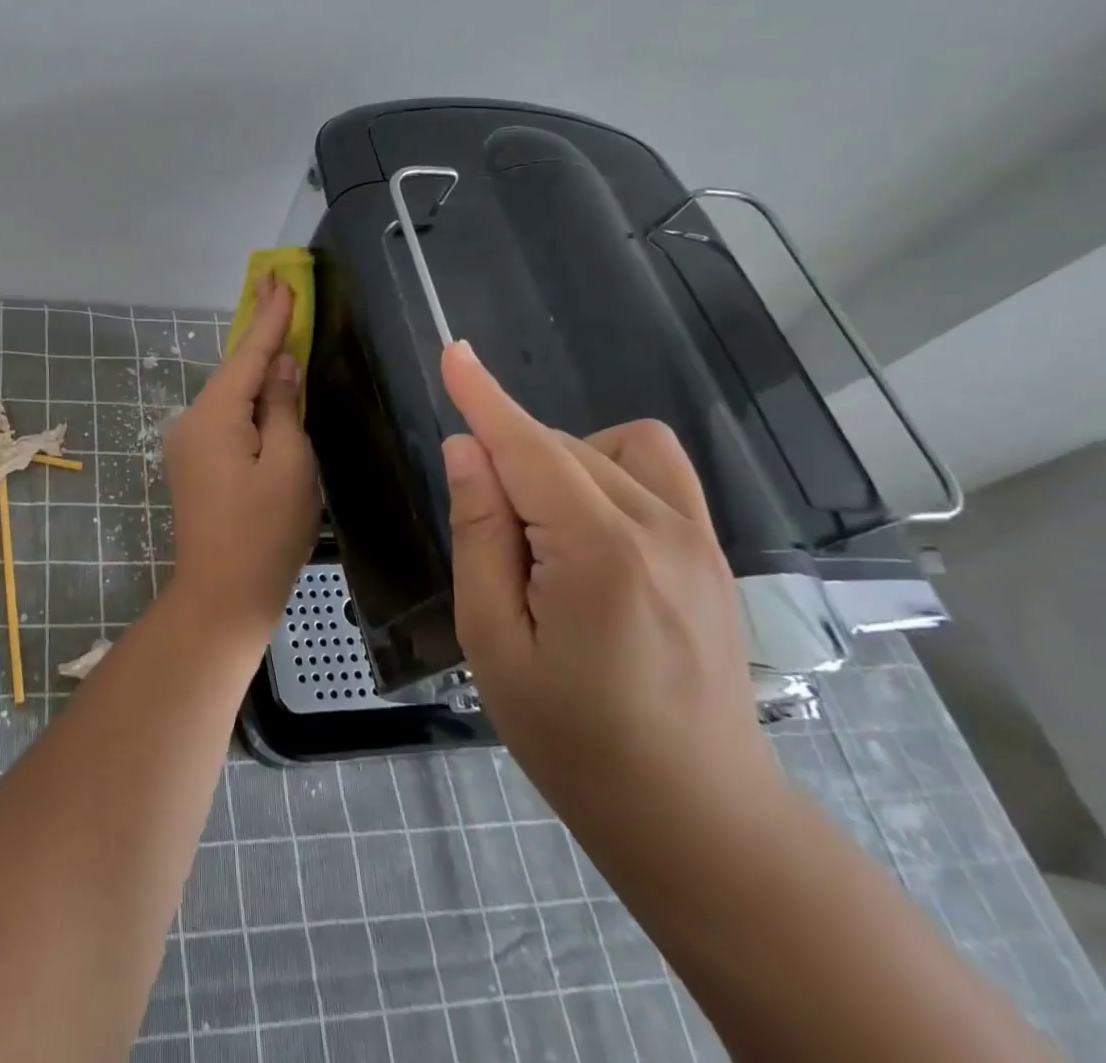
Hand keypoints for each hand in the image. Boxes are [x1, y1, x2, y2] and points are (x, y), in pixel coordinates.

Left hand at [164, 276, 319, 632]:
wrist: (220, 597)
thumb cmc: (264, 534)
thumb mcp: (289, 465)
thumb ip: (284, 407)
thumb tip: (282, 365)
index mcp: (215, 416)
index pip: (249, 354)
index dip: (271, 317)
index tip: (282, 278)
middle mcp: (192, 421)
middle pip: (234, 370)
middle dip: (261, 333)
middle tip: (279, 288)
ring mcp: (187, 444)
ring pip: (230, 395)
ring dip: (257, 367)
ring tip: (282, 332)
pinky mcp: (193, 464)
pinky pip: (225, 418)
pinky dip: (249, 400)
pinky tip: (268, 390)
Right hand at [438, 341, 779, 835]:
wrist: (697, 816)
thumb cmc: (573, 738)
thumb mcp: (495, 641)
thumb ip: (480, 536)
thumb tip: (467, 451)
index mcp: (600, 555)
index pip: (529, 448)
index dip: (484, 397)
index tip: (452, 352)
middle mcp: (661, 529)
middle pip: (561, 448)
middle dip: (507, 464)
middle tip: (491, 547)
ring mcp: (700, 539)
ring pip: (608, 449)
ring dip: (557, 462)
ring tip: (540, 534)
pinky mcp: (713, 552)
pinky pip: (654, 469)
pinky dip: (605, 469)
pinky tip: (586, 527)